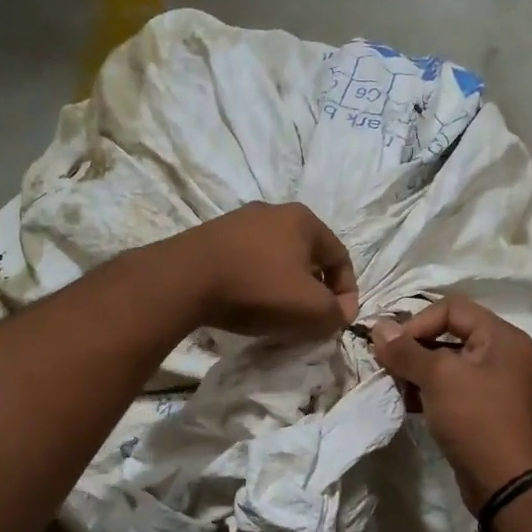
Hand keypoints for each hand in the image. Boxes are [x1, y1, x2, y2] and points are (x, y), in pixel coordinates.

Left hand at [159, 202, 357, 339]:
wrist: (184, 279)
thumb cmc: (257, 288)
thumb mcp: (310, 309)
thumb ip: (336, 313)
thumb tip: (341, 313)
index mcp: (304, 220)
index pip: (341, 258)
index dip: (347, 293)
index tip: (339, 320)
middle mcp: (275, 211)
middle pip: (308, 255)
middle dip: (315, 288)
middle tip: (310, 316)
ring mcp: (240, 220)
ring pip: (277, 256)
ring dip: (284, 284)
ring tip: (278, 311)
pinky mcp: (213, 235)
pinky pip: (248, 259)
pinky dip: (256, 280)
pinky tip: (247, 300)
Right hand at [371, 296, 531, 510]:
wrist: (506, 483)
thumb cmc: (475, 419)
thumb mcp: (438, 378)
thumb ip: (406, 351)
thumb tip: (378, 327)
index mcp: (502, 337)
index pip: (452, 308)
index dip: (418, 322)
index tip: (393, 348)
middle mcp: (505, 354)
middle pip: (451, 334)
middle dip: (415, 348)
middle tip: (389, 367)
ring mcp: (498, 384)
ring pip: (450, 364)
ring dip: (419, 371)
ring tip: (396, 387)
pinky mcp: (488, 411)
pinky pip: (455, 389)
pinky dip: (431, 392)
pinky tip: (409, 404)